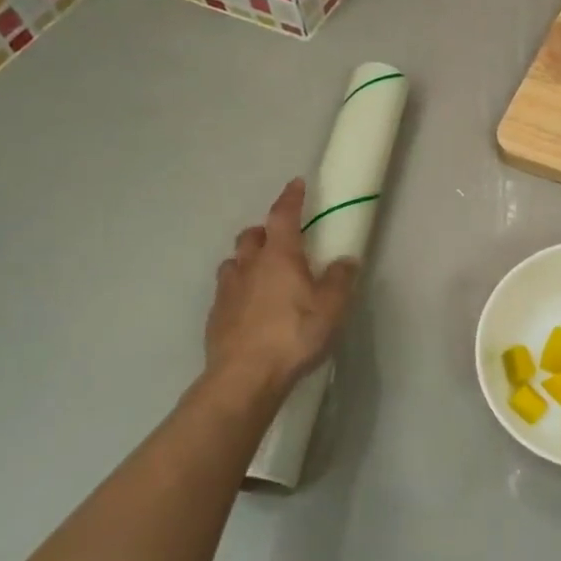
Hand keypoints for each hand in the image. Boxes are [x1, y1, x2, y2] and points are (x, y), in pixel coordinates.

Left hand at [200, 178, 355, 411]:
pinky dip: (239, 289)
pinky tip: (250, 307)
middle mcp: (249, 266)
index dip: (291, 198)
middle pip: (251, 236)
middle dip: (265, 231)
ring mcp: (227, 291)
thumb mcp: (332, 306)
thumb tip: (345, 260)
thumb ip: (340, 278)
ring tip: (263, 273)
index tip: (296, 184)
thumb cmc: (294, 333)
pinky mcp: (215, 317)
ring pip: (234, 262)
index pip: (283, 216)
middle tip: (281, 239)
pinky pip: (227, 291)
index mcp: (279, 256)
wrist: (244, 377)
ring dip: (247, 260)